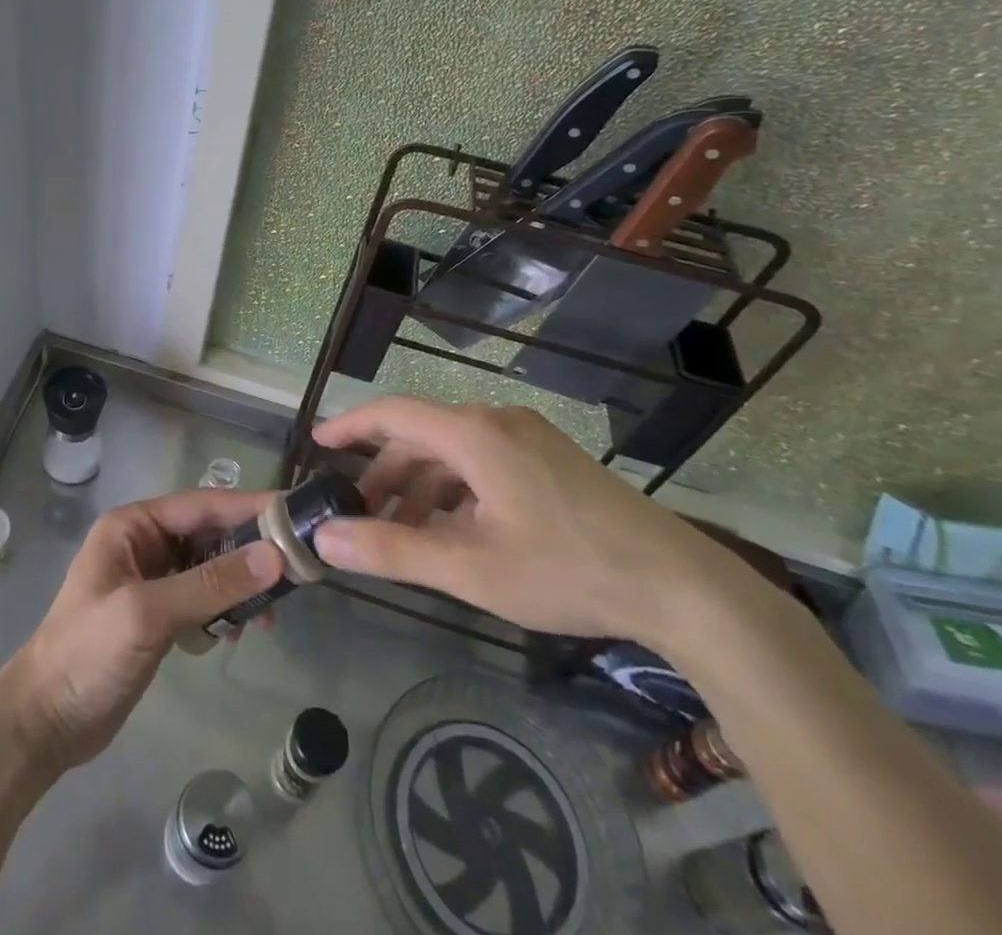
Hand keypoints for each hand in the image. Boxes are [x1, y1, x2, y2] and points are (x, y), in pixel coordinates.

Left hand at [0, 490, 283, 771]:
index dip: (248, 508)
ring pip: (211, 568)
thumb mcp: (148, 613)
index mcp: (134, 526)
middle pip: (210, 534)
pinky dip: (224, 611)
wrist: (45, 723)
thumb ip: (210, 584)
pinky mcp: (159, 615)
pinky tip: (235, 634)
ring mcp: (152, 580)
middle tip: (296, 572)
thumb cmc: (88, 654)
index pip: (202, 505)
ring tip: (268, 617)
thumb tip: (274, 556)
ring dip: (240, 586)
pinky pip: (203, 598)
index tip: (294, 514)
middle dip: (249, 551)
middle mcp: (145, 544)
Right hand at [311, 397, 735, 644]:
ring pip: (453, 452)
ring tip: (403, 531)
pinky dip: (455, 491)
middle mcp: (497, 423)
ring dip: (420, 486)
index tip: (317, 445)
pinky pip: (483, 463)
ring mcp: (529, 439)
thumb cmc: (567, 570)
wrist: (683, 588)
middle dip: (384, 472)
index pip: (392, 413)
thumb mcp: (470, 568)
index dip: (349, 426)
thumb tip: (324, 539)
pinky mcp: (551, 461)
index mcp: (473, 434)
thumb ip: (391, 550)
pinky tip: (454, 532)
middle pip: (421, 435)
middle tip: (359, 512)